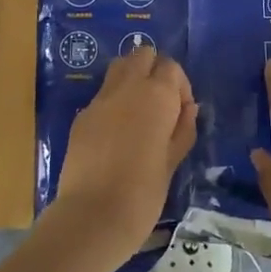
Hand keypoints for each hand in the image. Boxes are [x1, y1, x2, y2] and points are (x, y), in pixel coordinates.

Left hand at [50, 48, 197, 261]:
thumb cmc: (144, 193)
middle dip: (154, 70)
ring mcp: (100, 99)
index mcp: (156, 95)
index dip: (179, 86)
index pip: (171, 66)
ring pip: (119, 68)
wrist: (93, 216)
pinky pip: (102, 95)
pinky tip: (116, 134)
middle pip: (142, 54)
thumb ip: (183, 129)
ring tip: (138, 112)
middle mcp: (127, 87)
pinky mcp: (81, 116)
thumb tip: (189, 107)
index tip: (181, 113)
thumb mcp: (173, 161)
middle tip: (159, 104)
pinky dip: (113, 102)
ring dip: (131, 79)